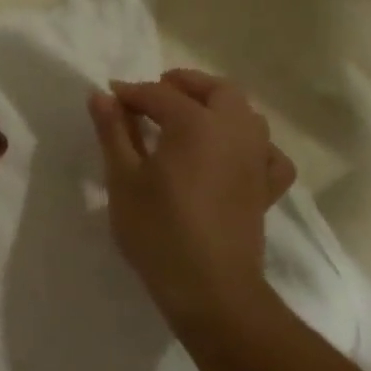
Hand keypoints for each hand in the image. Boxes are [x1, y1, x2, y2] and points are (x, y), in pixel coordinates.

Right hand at [89, 70, 294, 329]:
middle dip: (184, 84)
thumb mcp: (124, 179)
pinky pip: (268, 153)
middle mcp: (234, 130)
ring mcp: (257, 158)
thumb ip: (114, 132)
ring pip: (246, 114)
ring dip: (218, 107)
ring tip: (189, 119)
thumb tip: (101, 96)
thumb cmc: (158, 230)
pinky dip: (253, 145)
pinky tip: (235, 155)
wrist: (209, 286)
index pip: (158, 94)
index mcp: (196, 123)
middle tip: (154, 95)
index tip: (108, 98)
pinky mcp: (266, 187)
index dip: (131, 94)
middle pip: (216, 90)